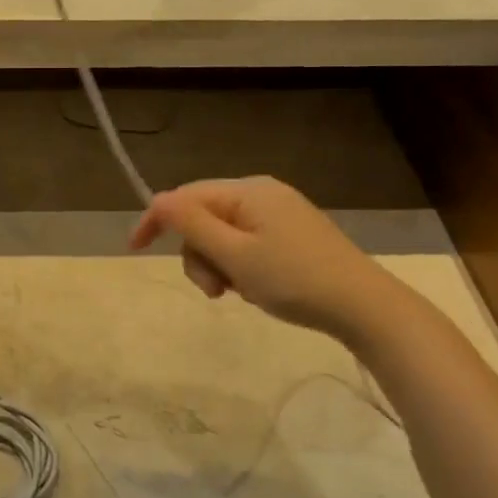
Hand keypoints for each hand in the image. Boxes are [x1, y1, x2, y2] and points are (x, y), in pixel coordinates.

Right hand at [131, 177, 378, 339]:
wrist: (364, 307)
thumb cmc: (295, 280)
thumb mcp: (236, 255)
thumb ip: (193, 225)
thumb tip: (158, 199)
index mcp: (248, 191)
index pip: (186, 196)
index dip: (157, 219)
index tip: (134, 249)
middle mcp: (262, 194)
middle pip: (205, 216)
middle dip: (199, 254)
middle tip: (215, 291)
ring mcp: (280, 213)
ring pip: (224, 234)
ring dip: (219, 265)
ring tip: (238, 293)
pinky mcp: (292, 234)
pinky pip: (247, 243)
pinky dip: (240, 266)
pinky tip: (257, 289)